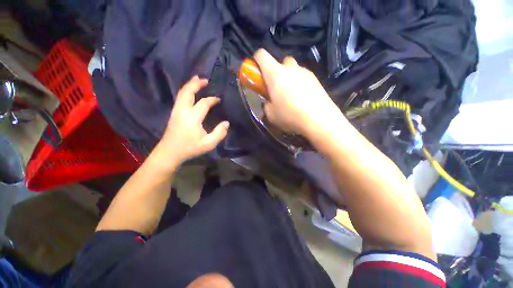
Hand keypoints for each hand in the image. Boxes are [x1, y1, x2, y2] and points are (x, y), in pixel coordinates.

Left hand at [156, 76, 228, 166]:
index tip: (219, 99)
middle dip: (196, 84)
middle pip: (187, 92)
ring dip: (190, 85)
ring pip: (181, 93)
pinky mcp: (174, 113)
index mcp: (192, 118)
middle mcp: (183, 111)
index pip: (203, 103)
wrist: (169, 153)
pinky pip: (180, 98)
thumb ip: (219, 133)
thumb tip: (226, 123)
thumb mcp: (208, 144)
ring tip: (197, 80)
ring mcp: (176, 111)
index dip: (212, 100)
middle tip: (205, 79)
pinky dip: (186, 91)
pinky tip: (190, 92)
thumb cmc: (190, 148)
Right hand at [253, 49, 345, 137]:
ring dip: (289, 78)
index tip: (257, 73)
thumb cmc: (289, 116)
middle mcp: (290, 68)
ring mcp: (305, 72)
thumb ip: (266, 104)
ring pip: (293, 69)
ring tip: (291, 96)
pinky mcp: (316, 79)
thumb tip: (269, 101)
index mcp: (275, 74)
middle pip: (280, 62)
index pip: (262, 55)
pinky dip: (300, 84)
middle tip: (277, 88)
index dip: (256, 61)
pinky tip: (302, 99)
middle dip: (276, 72)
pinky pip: (303, 77)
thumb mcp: (270, 114)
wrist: (318, 119)